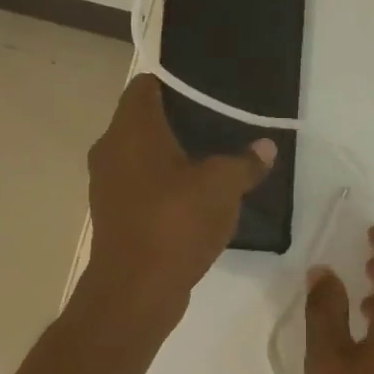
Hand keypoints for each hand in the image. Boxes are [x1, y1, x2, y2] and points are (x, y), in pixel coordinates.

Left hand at [85, 74, 274, 322]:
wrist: (135, 290)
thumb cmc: (175, 223)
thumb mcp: (222, 187)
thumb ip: (246, 162)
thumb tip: (265, 147)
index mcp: (131, 129)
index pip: (146, 84)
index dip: (176, 82)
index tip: (208, 91)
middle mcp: (111, 149)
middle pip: (144, 120)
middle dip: (180, 121)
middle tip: (221, 124)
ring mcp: (108, 185)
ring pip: (143, 156)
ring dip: (173, 157)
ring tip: (214, 160)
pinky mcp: (114, 215)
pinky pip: (142, 187)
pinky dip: (165, 186)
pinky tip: (196, 198)